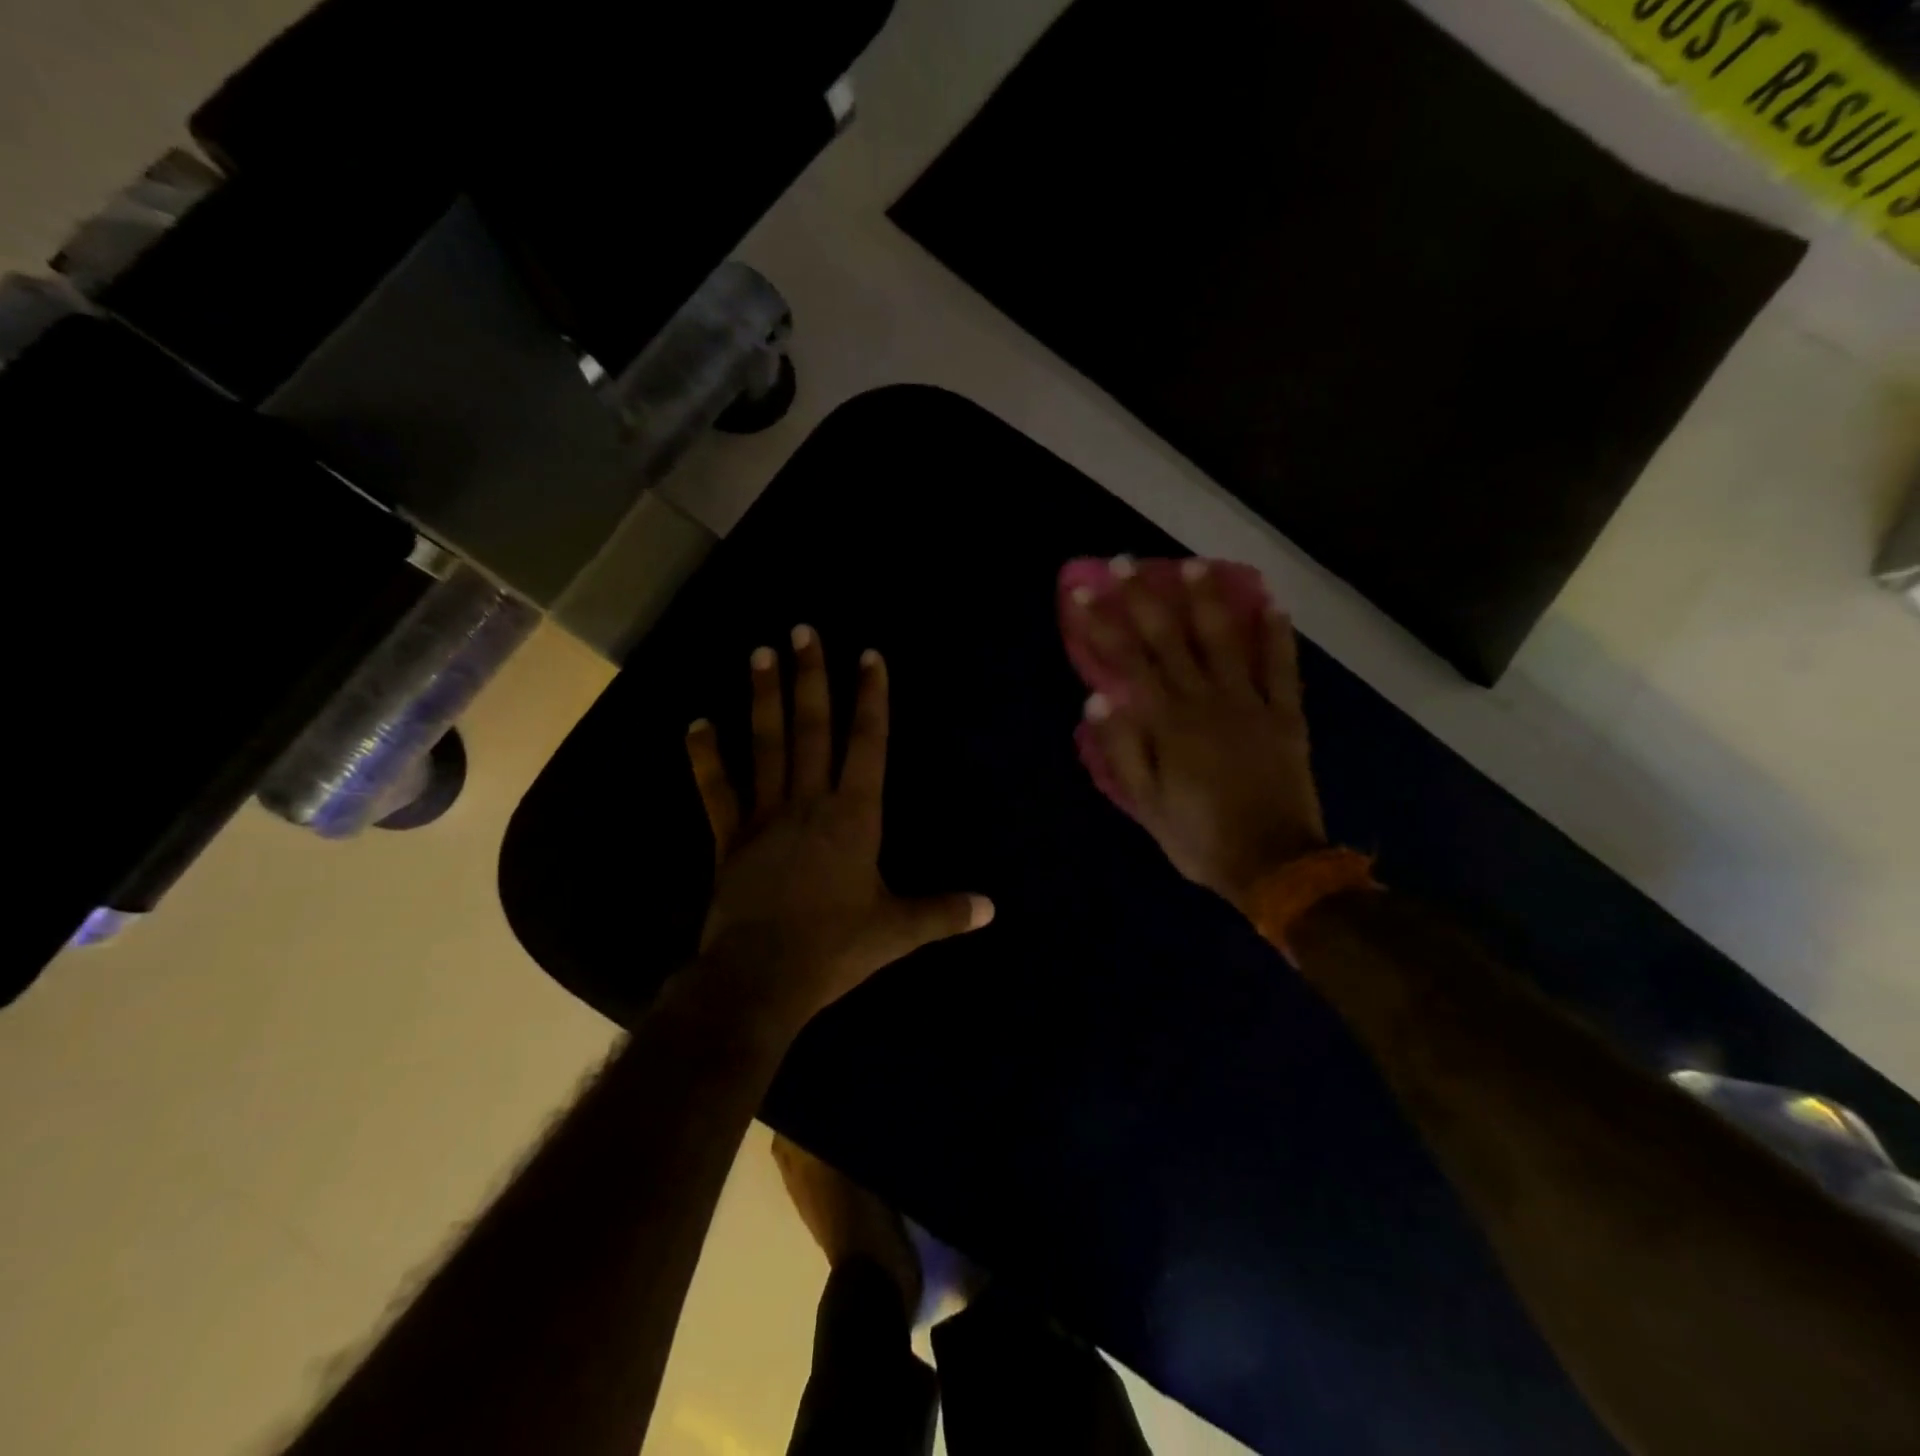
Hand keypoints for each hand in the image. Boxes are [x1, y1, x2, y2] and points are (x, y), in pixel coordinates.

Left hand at [683, 626, 993, 1032]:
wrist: (760, 978)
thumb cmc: (835, 949)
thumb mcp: (897, 931)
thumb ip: (943, 912)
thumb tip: (991, 908)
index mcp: (855, 816)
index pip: (868, 744)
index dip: (871, 698)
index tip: (868, 656)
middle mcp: (810, 802)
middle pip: (813, 729)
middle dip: (811, 677)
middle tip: (803, 630)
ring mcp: (765, 816)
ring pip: (766, 745)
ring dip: (764, 698)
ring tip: (760, 652)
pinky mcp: (730, 838)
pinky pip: (716, 790)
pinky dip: (705, 757)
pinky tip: (696, 723)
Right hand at [1072, 560, 1325, 917]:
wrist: (1273, 864)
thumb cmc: (1199, 836)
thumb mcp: (1147, 804)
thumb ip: (1123, 749)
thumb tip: (1098, 697)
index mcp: (1168, 723)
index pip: (1127, 662)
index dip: (1102, 624)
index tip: (1083, 591)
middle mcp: (1206, 701)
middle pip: (1170, 640)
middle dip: (1144, 599)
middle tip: (1125, 562)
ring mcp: (1250, 704)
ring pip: (1225, 641)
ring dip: (1208, 601)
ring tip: (1194, 565)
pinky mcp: (1286, 716)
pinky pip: (1282, 669)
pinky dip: (1277, 637)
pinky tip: (1271, 606)